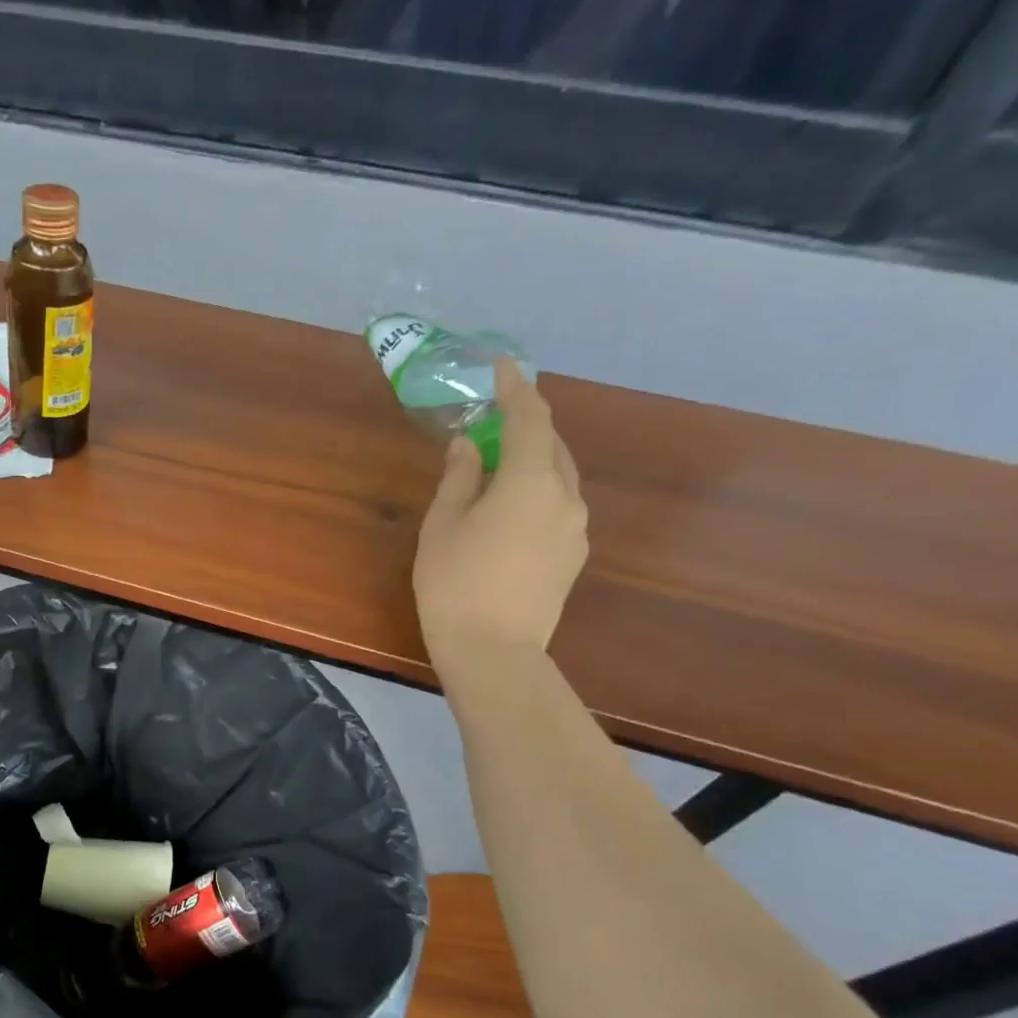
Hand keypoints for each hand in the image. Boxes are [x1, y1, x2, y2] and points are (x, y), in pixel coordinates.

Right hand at [414, 359, 587, 673]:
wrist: (494, 650)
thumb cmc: (455, 583)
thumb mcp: (443, 526)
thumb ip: (459, 478)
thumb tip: (469, 445)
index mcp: (529, 481)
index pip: (528, 418)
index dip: (515, 388)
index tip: (503, 366)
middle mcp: (564, 496)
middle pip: (551, 445)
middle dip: (526, 425)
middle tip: (495, 420)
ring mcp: (575, 528)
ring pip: (559, 477)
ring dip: (533, 460)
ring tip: (500, 466)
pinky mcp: (573, 555)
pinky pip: (558, 506)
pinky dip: (537, 492)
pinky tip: (511, 511)